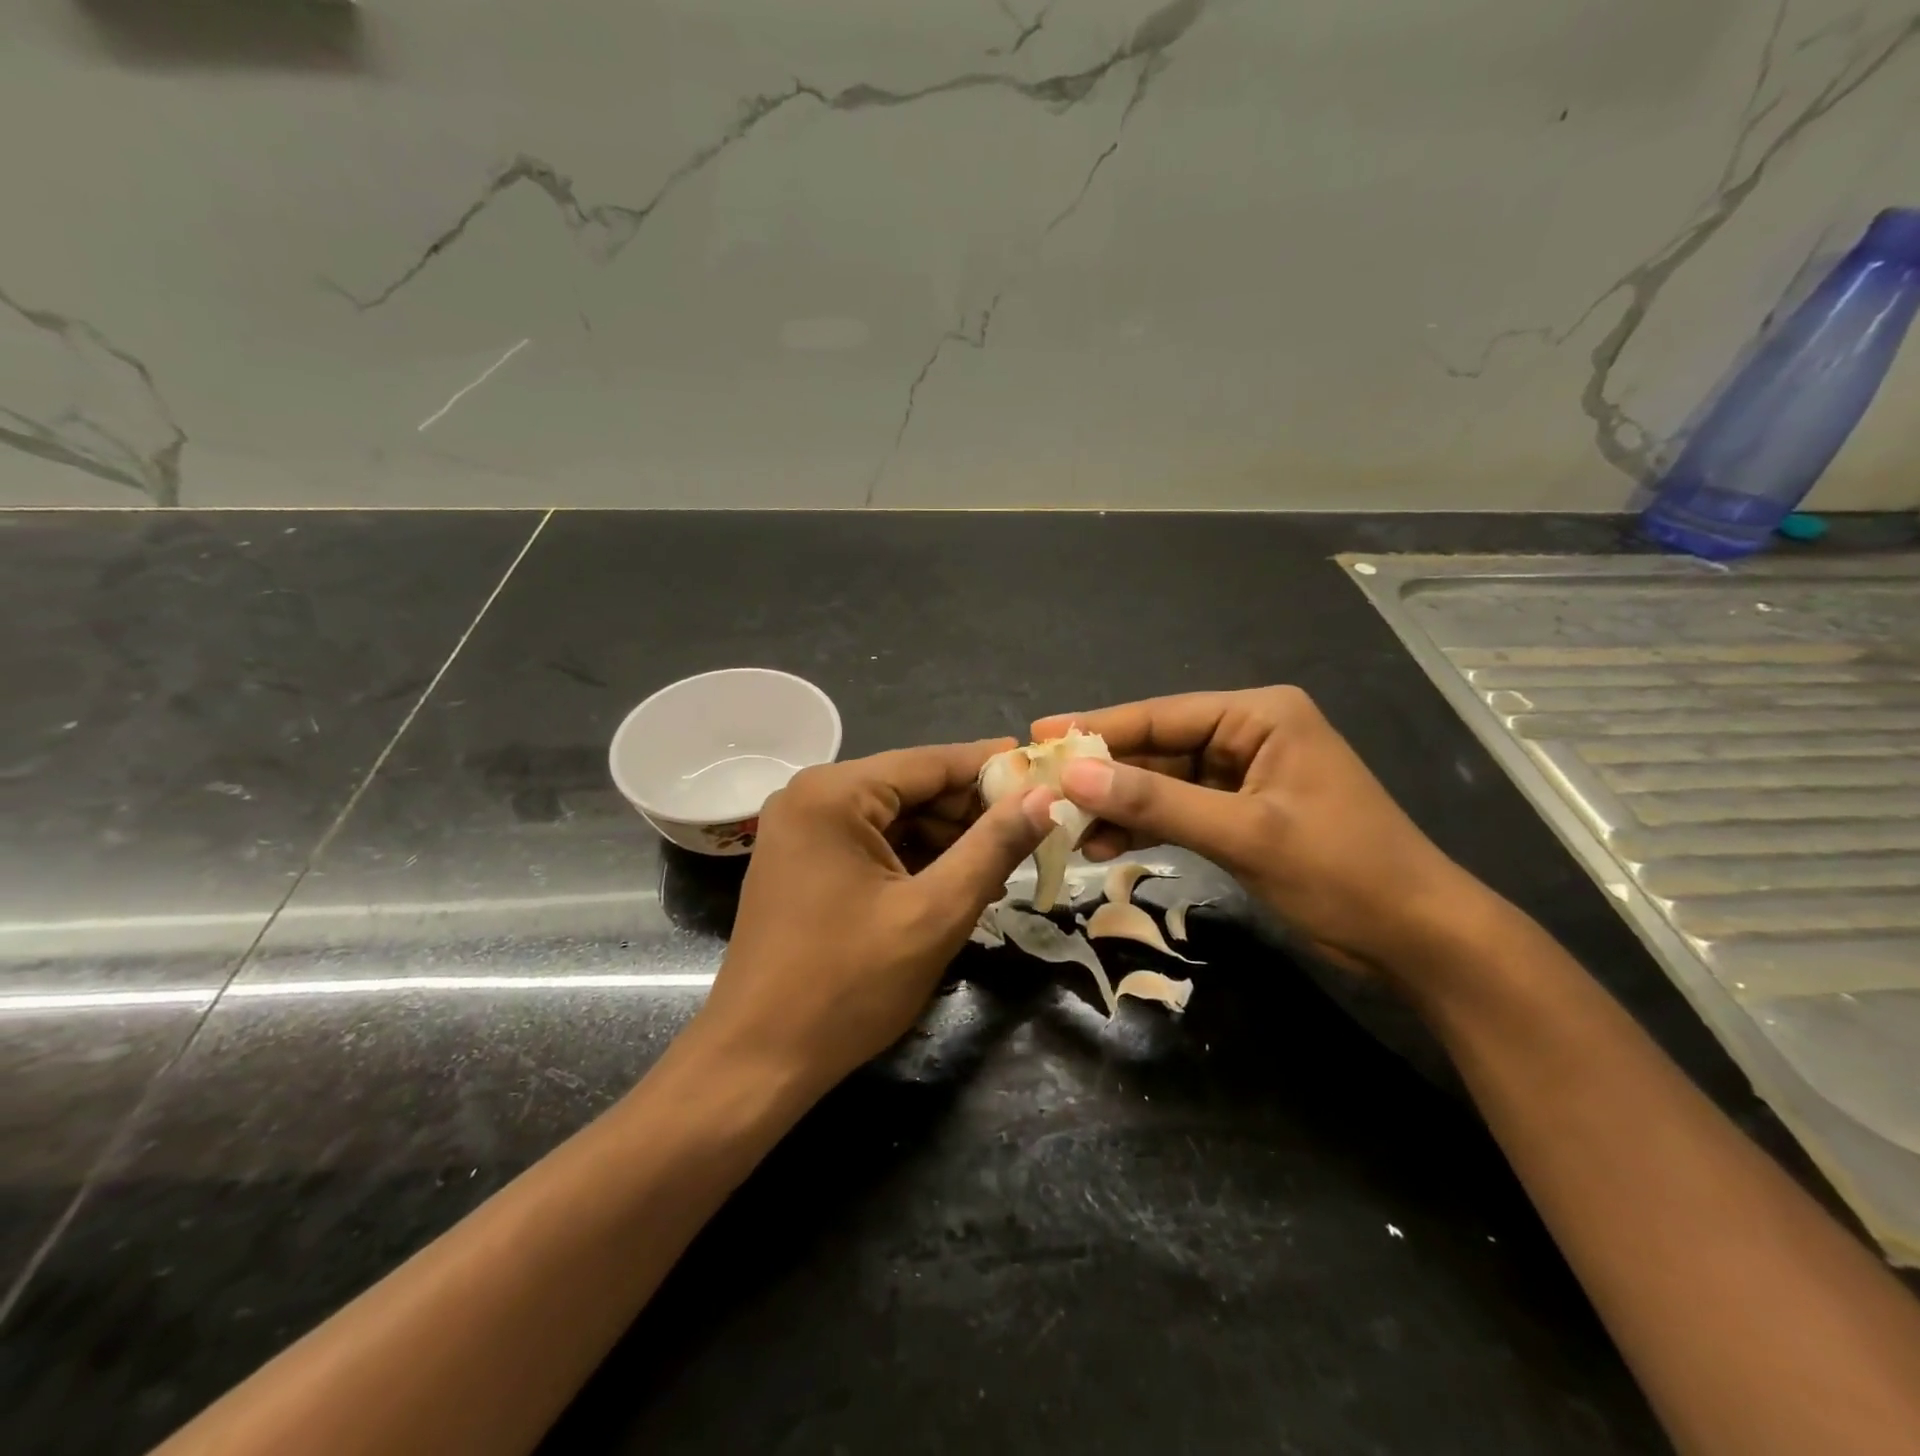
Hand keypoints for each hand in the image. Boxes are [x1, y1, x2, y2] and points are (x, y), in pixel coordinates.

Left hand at [693, 741, 1052, 1094]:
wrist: (758, 1060)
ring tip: (1001, 867)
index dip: (992, 768)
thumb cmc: (847, 985)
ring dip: (947, 839)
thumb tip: (1044, 796)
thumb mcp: (934, 913)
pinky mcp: (802, 862)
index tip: (1046, 773)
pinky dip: (914, 858)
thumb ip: (993, 847)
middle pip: (911, 787)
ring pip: (895, 817)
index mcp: (834, 793)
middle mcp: (811, 796)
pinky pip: (872, 843)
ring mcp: (802, 830)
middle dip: (970, 812)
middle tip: (1032, 834)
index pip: (931, 762)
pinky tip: (955, 882)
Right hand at [1033, 689, 1487, 973]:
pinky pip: (1180, 809)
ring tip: (1067, 830)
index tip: (1038, 736)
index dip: (1097, 728)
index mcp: (1259, 715)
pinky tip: (1106, 846)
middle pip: (1157, 748)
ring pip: (1163, 782)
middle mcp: (1248, 733)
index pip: (1161, 716)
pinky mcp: (1242, 812)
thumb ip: (1156, 801)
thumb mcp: (1243, 833)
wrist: (1416, 937)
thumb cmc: (1341, 871)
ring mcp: (1244, 775)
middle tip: (1042, 791)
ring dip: (1119, 806)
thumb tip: (1073, 777)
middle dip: (1103, 775)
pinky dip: (1146, 826)